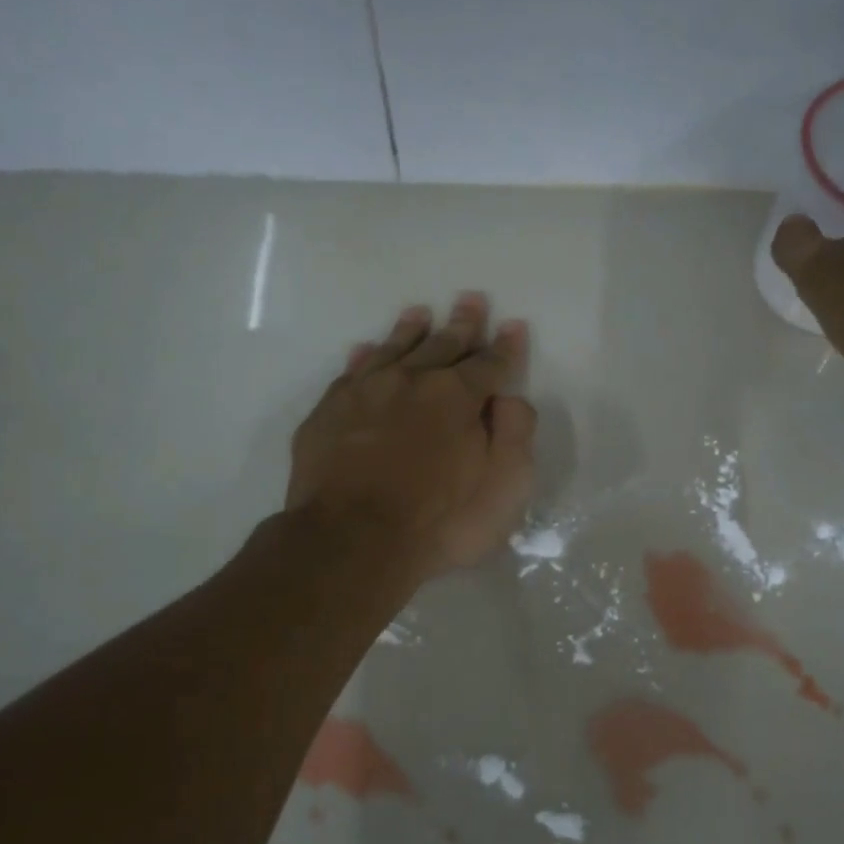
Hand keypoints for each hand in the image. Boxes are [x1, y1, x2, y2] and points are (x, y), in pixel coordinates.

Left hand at [286, 293, 536, 579]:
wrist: (352, 543)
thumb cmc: (440, 523)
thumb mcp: (505, 488)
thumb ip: (515, 435)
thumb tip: (508, 398)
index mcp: (458, 397)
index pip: (490, 363)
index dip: (506, 347)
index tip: (514, 327)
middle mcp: (411, 381)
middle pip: (442, 345)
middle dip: (462, 324)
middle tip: (471, 300)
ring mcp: (364, 393)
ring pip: (394, 349)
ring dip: (411, 331)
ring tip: (420, 314)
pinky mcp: (328, 413)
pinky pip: (351, 372)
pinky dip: (364, 358)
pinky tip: (366, 350)